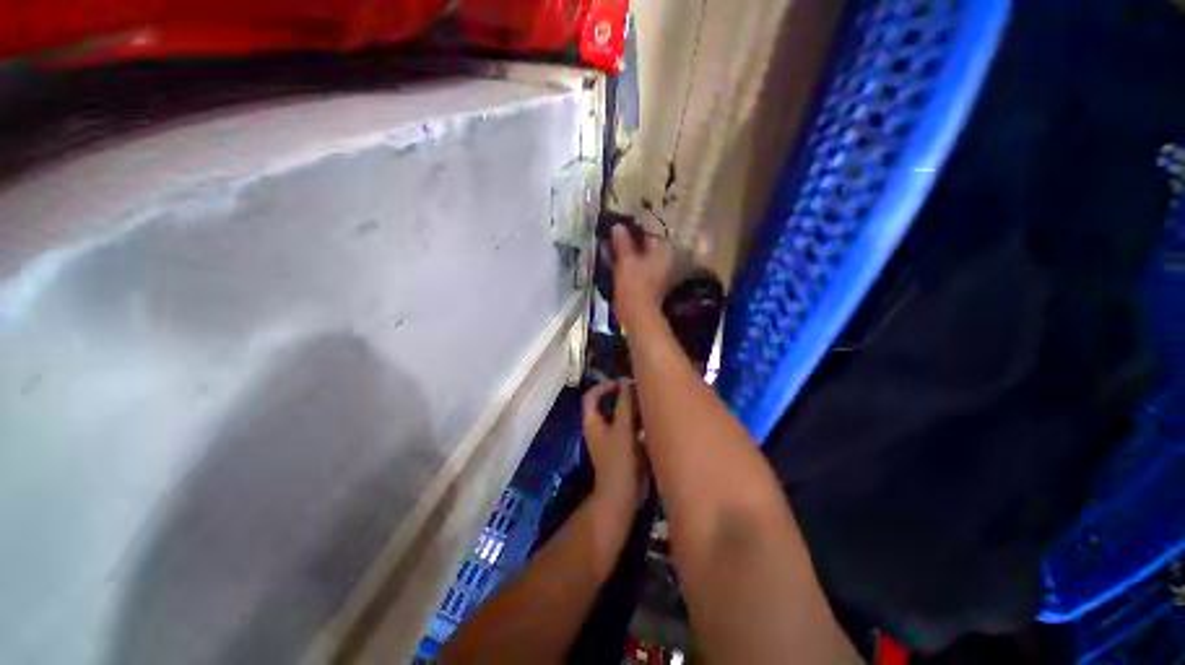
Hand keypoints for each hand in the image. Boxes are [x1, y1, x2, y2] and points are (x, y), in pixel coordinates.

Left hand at [582, 380, 644, 502]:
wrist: (622, 496)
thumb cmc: (618, 460)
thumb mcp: (622, 428)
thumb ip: (625, 404)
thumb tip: (626, 381)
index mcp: (593, 422)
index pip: (592, 396)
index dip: (605, 386)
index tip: (622, 383)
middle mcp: (600, 428)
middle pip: (608, 405)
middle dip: (624, 397)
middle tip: (641, 392)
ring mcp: (611, 439)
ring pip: (621, 418)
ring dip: (633, 410)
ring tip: (649, 404)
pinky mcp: (623, 449)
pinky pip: (630, 430)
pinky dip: (639, 424)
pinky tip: (653, 422)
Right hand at [609, 225, 673, 327]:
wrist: (637, 313)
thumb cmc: (634, 283)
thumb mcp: (626, 259)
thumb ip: (622, 241)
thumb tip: (618, 225)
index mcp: (663, 251)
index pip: (648, 233)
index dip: (632, 231)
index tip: (616, 230)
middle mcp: (664, 260)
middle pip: (644, 247)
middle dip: (628, 243)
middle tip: (610, 240)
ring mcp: (657, 274)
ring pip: (639, 258)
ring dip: (626, 254)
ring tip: (609, 251)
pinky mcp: (648, 284)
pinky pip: (637, 269)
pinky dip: (627, 266)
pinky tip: (614, 264)